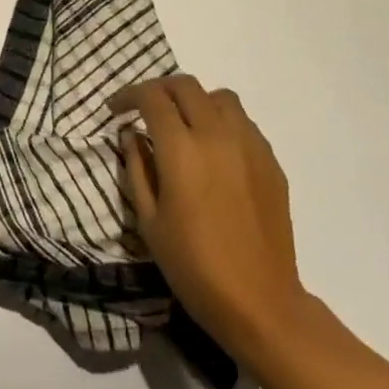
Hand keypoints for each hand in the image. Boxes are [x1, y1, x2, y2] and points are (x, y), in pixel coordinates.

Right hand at [112, 75, 311, 359]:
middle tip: (146, 110)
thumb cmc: (194, 267)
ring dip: (196, 101)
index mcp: (182, 149)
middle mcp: (217, 135)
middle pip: (186, 86)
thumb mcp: (149, 221)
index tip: (117, 109)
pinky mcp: (271, 162)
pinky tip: (215, 151)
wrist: (260, 303)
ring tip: (184, 126)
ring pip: (220, 97)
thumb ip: (136, 169)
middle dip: (160, 90)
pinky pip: (244, 123)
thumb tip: (132, 136)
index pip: (152, 98)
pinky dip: (222, 122)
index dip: (129, 95)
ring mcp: (250, 145)